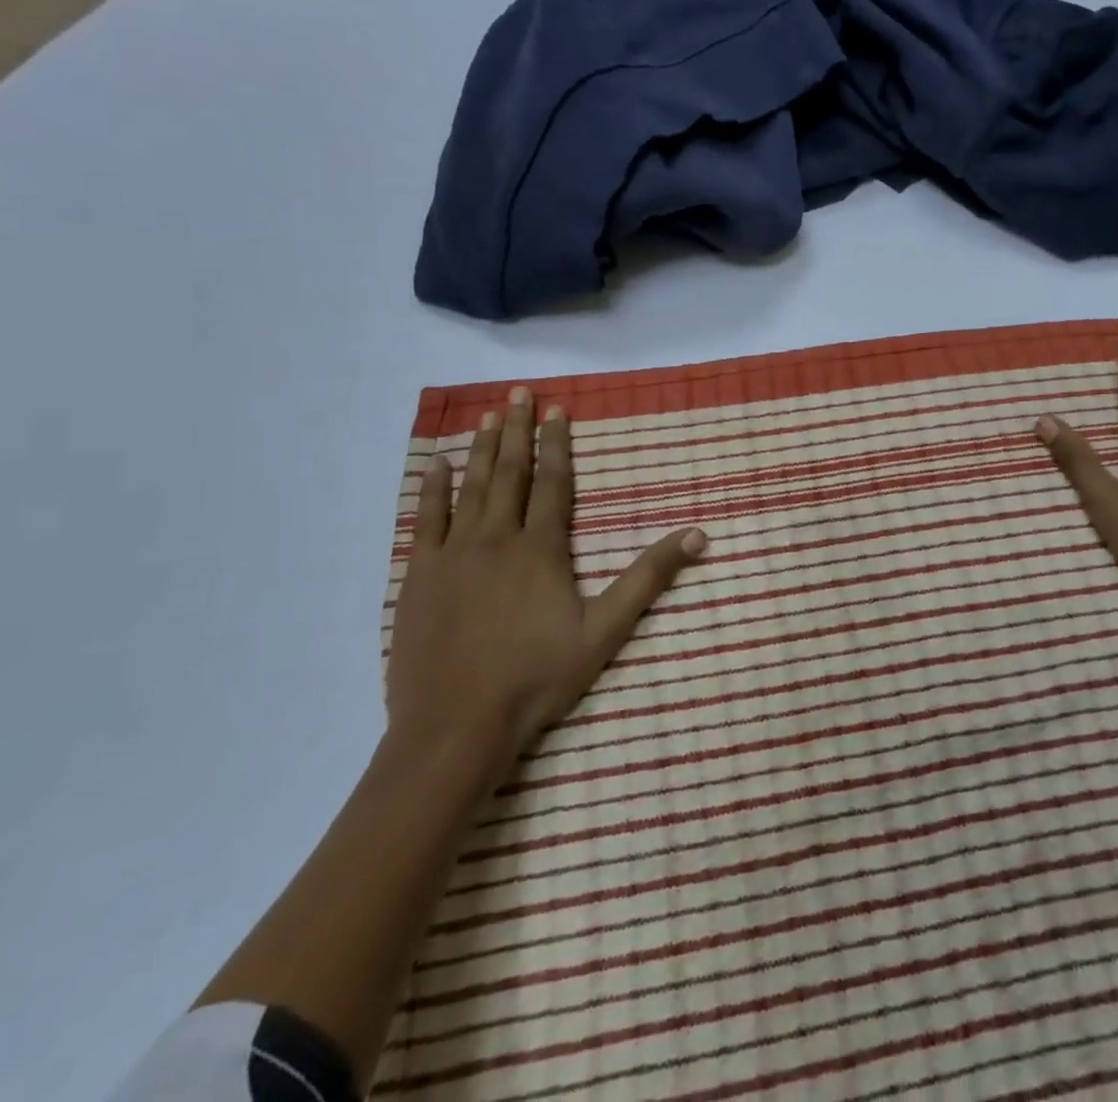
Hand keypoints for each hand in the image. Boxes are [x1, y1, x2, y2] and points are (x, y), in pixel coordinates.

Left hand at [388, 388, 705, 771]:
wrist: (456, 724)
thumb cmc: (537, 677)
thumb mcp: (606, 630)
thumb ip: (649, 578)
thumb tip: (698, 534)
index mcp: (541, 548)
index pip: (552, 483)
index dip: (556, 445)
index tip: (557, 411)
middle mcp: (497, 538)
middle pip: (509, 473)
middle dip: (516, 431)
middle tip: (518, 393)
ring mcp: (453, 554)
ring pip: (470, 488)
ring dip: (482, 449)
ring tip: (488, 415)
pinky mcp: (420, 576)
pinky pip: (425, 520)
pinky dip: (432, 490)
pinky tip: (437, 466)